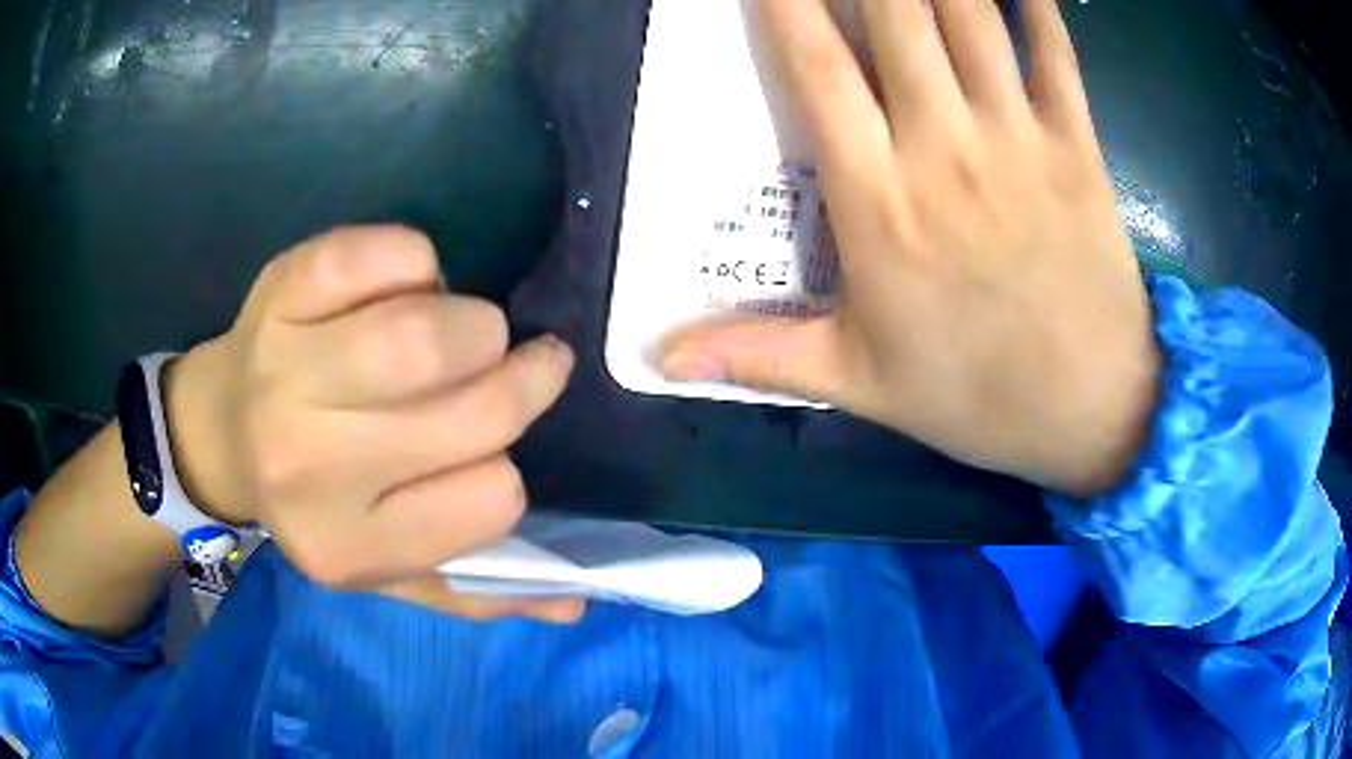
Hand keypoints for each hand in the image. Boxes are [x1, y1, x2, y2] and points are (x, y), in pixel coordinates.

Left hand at [166, 227, 583, 622]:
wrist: (217, 431)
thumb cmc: (311, 500)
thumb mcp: (380, 568)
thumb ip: (471, 592)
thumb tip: (573, 605)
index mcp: (346, 547)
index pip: (494, 500)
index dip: (502, 467)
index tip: (481, 453)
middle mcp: (309, 467)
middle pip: (474, 411)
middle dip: (521, 376)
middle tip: (519, 361)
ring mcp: (286, 370)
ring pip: (429, 334)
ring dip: (475, 321)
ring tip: (462, 328)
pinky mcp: (284, 289)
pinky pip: (391, 255)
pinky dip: (421, 262)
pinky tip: (404, 287)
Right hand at [661, 0, 1158, 496]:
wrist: (1091, 411)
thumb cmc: (975, 395)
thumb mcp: (857, 381)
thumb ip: (758, 355)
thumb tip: (661, 359)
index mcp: (879, 200)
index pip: (815, 69)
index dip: (786, 3)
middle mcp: (943, 146)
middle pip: (895, 16)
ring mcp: (1018, 138)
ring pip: (970, 17)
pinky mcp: (1079, 146)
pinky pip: (1055, 52)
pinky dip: (1036, 4)